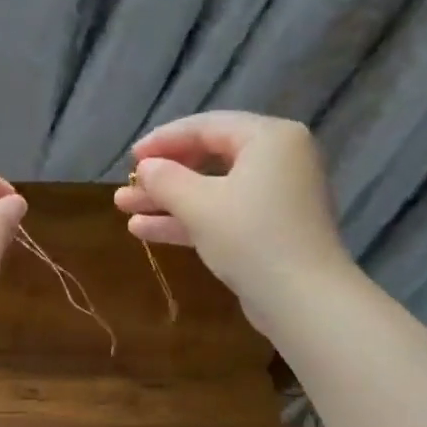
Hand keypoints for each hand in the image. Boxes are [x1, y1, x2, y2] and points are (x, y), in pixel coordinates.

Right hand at [114, 110, 352, 329]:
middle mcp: (278, 160)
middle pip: (209, 158)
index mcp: (270, 138)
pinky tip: (145, 230)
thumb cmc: (251, 238)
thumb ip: (166, 180)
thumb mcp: (199, 205)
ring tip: (124, 209)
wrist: (302, 299)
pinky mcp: (268, 230)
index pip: (207, 127)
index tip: (130, 158)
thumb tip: (145, 168)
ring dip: (168, 201)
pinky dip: (188, 220)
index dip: (164, 140)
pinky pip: (222, 214)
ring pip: (212, 191)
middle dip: (163, 175)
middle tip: (126, 186)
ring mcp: (275, 197)